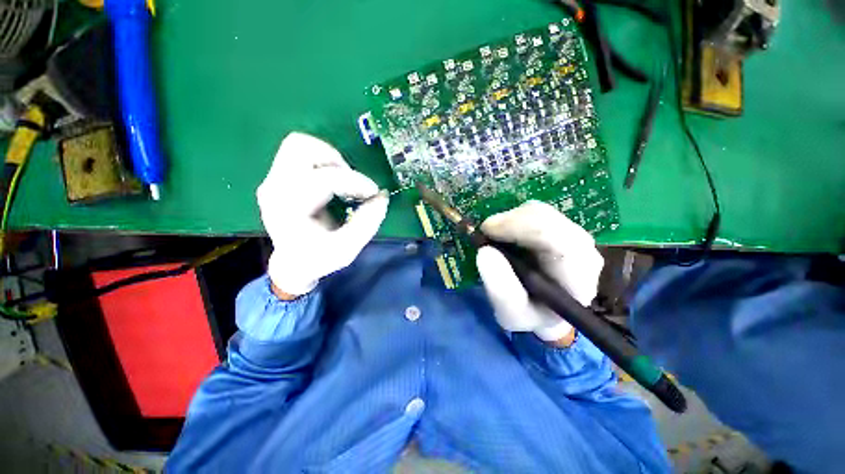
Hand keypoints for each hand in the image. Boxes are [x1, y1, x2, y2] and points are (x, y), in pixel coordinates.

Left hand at [257, 132, 388, 297]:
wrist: (292, 263)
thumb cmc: (318, 259)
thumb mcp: (348, 248)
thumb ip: (367, 223)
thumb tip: (382, 196)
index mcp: (289, 209)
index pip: (323, 179)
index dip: (355, 182)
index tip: (374, 192)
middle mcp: (275, 188)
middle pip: (301, 147)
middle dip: (337, 161)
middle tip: (354, 182)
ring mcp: (273, 179)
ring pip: (299, 144)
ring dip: (329, 156)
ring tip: (344, 178)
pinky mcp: (279, 176)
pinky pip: (301, 153)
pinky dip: (322, 159)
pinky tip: (334, 180)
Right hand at [475, 201, 603, 342]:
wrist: (549, 310)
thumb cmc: (532, 315)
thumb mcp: (512, 315)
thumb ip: (500, 290)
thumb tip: (485, 252)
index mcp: (576, 276)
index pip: (557, 239)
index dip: (519, 227)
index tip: (487, 231)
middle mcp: (583, 249)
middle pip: (545, 217)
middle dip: (509, 221)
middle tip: (485, 233)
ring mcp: (573, 234)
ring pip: (538, 210)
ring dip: (509, 220)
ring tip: (494, 237)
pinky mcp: (560, 226)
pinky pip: (534, 212)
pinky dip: (513, 219)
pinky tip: (505, 234)